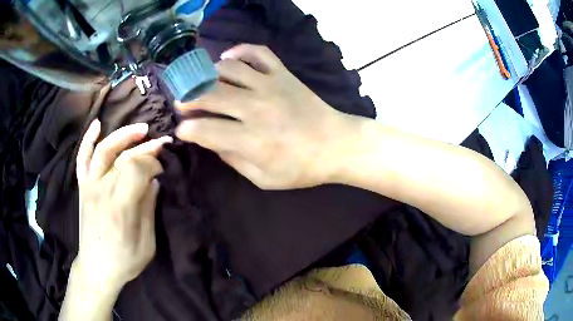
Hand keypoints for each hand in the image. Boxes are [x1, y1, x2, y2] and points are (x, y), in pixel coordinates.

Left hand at [74, 119, 171, 291]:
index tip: (163, 170)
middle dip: (147, 148)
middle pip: (125, 157)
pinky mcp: (83, 187)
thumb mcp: (146, 243)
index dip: (153, 163)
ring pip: (104, 150)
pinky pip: (82, 159)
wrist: (96, 268)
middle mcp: (102, 189)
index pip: (137, 168)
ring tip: (141, 128)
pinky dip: (88, 140)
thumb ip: (148, 208)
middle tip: (162, 143)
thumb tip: (154, 181)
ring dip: (123, 135)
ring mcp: (90, 186)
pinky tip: (97, 124)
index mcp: (120, 206)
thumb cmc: (124, 260)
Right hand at [175, 44, 358, 189]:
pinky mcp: (283, 73)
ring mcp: (269, 85)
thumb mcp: (264, 178)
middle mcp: (255, 108)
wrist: (336, 145)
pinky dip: (240, 51)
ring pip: (227, 69)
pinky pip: (258, 52)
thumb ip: (233, 160)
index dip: (186, 130)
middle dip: (187, 98)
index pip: (203, 130)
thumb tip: (210, 141)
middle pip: (208, 94)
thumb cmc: (301, 167)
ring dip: (208, 75)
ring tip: (203, 84)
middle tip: (183, 103)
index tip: (183, 131)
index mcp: (250, 140)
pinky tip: (228, 58)